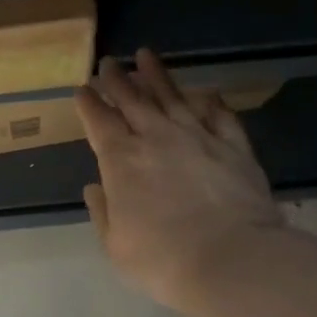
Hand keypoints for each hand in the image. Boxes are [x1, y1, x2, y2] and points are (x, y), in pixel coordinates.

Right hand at [77, 50, 316, 316]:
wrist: (234, 261)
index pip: (98, 120)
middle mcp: (156, 137)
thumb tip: (95, 188)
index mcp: (121, 159)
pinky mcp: (234, 146)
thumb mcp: (116, 245)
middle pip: (132, 99)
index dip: (88, 103)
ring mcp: (198, 137)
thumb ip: (103, 212)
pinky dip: (211, 102)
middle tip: (108, 62)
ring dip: (157, 76)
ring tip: (146, 56)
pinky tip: (206, 93)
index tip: (82, 89)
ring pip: (173, 97)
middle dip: (117, 79)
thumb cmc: (163, 259)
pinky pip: (220, 116)